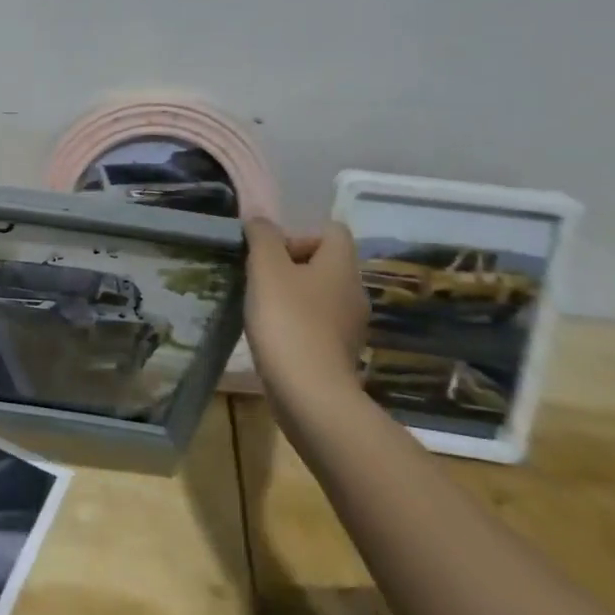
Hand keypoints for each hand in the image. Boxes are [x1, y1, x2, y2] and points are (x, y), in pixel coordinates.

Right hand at [243, 218, 368, 396]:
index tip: (272, 252)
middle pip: (325, 262)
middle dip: (291, 265)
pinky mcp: (339, 352)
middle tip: (260, 278)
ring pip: (320, 294)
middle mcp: (354, 291)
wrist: (310, 393)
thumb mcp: (266, 268)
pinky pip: (318, 323)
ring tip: (262, 307)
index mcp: (341, 266)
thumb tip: (260, 220)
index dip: (300, 232)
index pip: (332, 230)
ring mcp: (350, 325)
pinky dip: (297, 323)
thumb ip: (262, 237)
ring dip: (292, 295)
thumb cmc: (288, 321)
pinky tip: (274, 336)